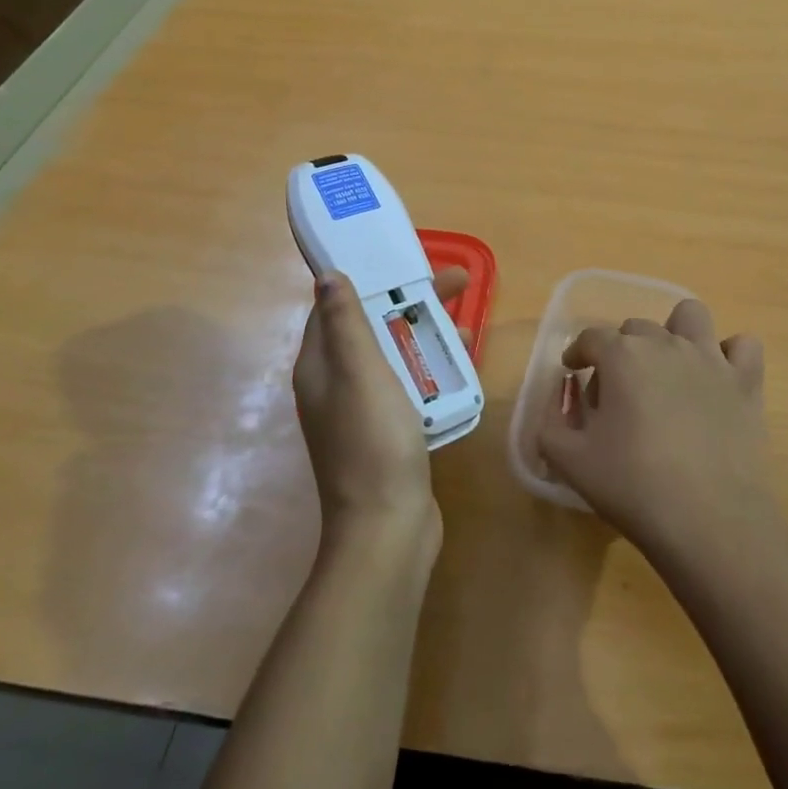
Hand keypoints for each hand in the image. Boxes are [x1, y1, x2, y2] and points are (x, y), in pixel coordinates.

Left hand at [292, 266, 468, 547]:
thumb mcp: (360, 371)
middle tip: (456, 283)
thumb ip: (346, 322)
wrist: (388, 527)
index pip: (335, 309)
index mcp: (321, 368)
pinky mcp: (388, 433)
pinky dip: (431, 368)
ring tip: (467, 320)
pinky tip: (462, 366)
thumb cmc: (373, 440)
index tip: (402, 261)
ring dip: (425, 334)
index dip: (366, 280)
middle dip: (409, 302)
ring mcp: (362, 413)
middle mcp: (336, 386)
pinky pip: (409, 385)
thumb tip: (327, 275)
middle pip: (371, 329)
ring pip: (394, 356)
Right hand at [535, 298, 770, 557]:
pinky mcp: (745, 381)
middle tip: (617, 391)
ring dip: (675, 331)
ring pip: (690, 316)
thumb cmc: (634, 488)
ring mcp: (710, 358)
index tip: (573, 372)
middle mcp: (666, 343)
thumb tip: (560, 397)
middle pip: (636, 328)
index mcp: (622, 356)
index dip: (578, 352)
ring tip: (668, 367)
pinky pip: (743, 345)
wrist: (711, 521)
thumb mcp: (570, 461)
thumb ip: (551, 422)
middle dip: (621, 350)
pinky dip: (729, 354)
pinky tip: (716, 378)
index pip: (591, 337)